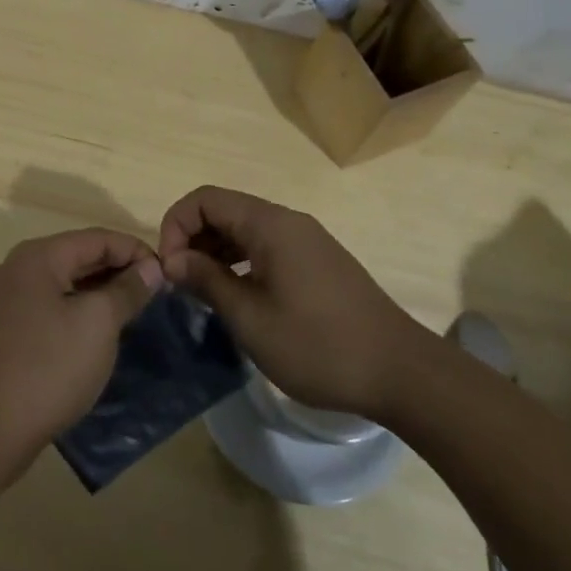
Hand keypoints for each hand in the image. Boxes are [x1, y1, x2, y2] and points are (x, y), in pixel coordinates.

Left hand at [0, 229, 161, 475]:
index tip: (168, 275)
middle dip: (119, 271)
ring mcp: (7, 300)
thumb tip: (150, 267)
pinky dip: (78, 311)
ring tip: (135, 312)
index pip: (97, 238)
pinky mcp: (5, 330)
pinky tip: (100, 334)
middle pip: (79, 256)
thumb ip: (127, 290)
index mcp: (38, 256)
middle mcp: (17, 268)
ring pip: (65, 283)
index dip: (136, 251)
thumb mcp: (98, 324)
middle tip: (156, 294)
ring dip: (100, 292)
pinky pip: (51, 307)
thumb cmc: (48, 368)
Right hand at [158, 186, 422, 418]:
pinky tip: (237, 297)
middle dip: (193, 239)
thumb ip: (207, 281)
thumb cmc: (318, 345)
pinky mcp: (317, 261)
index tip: (169, 270)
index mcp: (269, 224)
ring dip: (216, 252)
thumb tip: (173, 260)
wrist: (401, 372)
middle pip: (224, 210)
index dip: (176, 226)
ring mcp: (306, 240)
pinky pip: (266, 247)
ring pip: (245, 230)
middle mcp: (287, 221)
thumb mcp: (250, 317)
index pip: (204, 199)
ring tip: (203, 294)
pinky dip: (241, 262)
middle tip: (181, 285)